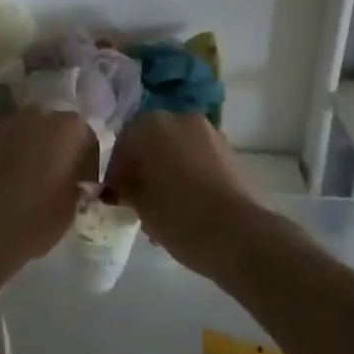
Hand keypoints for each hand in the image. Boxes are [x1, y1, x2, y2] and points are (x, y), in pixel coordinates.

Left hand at [0, 109, 98, 274]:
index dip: (88, 163)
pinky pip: (7, 143)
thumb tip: (76, 184)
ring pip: (30, 133)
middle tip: (59, 179)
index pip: (87, 139)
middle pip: (56, 129)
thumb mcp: (71, 208)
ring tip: (32, 180)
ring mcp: (9, 123)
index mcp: (69, 128)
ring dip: (34, 149)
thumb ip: (78, 188)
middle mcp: (40, 115)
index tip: (84, 185)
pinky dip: (12, 155)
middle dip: (59, 150)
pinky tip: (8, 181)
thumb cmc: (37, 217)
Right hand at [102, 111, 256, 280]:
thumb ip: (125, 188)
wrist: (239, 235)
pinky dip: (188, 173)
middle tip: (137, 200)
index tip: (114, 195)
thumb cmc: (179, 216)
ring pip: (176, 148)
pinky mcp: (229, 151)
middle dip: (143, 167)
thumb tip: (120, 186)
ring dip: (166, 170)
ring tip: (164, 207)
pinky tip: (187, 204)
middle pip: (151, 141)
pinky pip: (197, 157)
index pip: (124, 142)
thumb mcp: (141, 205)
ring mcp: (208, 132)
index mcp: (152, 124)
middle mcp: (180, 118)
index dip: (116, 169)